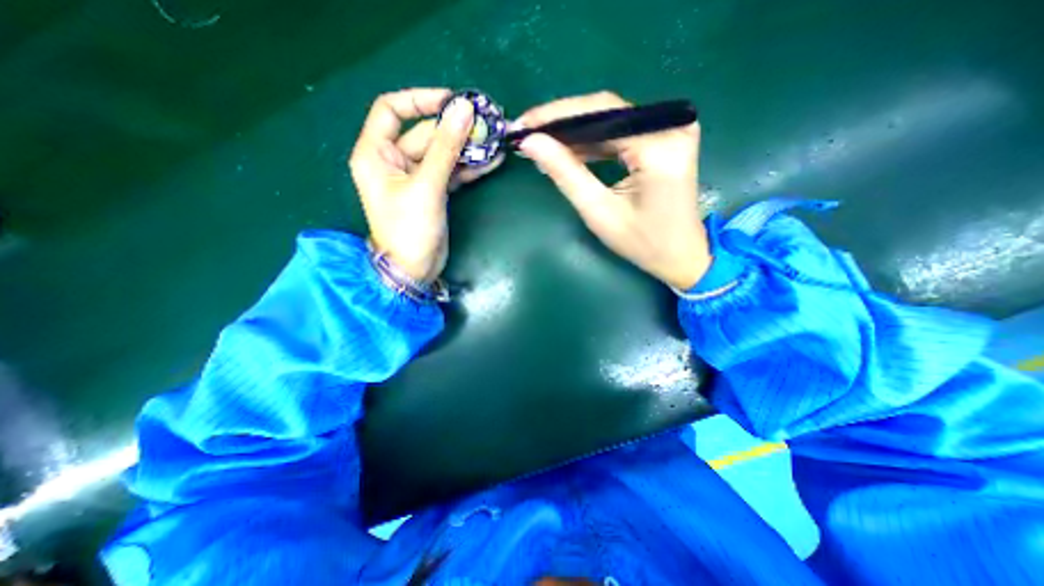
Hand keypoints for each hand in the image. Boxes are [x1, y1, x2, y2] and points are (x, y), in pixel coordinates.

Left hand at [348, 87, 504, 285]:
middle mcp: (393, 161)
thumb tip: (464, 109)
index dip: (420, 100)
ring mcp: (416, 177)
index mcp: (376, 153)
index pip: (392, 109)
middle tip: (488, 124)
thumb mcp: (427, 186)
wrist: (414, 270)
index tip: (452, 101)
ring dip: (467, 148)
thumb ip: (446, 148)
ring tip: (495, 141)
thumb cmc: (409, 229)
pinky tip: (491, 161)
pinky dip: (469, 167)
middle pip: (425, 133)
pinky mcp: (433, 192)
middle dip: (456, 129)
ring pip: (442, 153)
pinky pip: (451, 172)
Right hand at [517, 90, 713, 289]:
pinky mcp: (666, 139)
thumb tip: (532, 143)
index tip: (523, 124)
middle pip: (605, 111)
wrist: (681, 255)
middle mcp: (671, 126)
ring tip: (542, 144)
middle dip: (563, 123)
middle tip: (527, 134)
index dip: (556, 115)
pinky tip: (569, 151)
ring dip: (575, 133)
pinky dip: (593, 142)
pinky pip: (621, 132)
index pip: (600, 112)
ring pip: (611, 119)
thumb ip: (566, 173)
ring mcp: (671, 130)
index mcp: (658, 146)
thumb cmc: (642, 242)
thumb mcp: (599, 212)